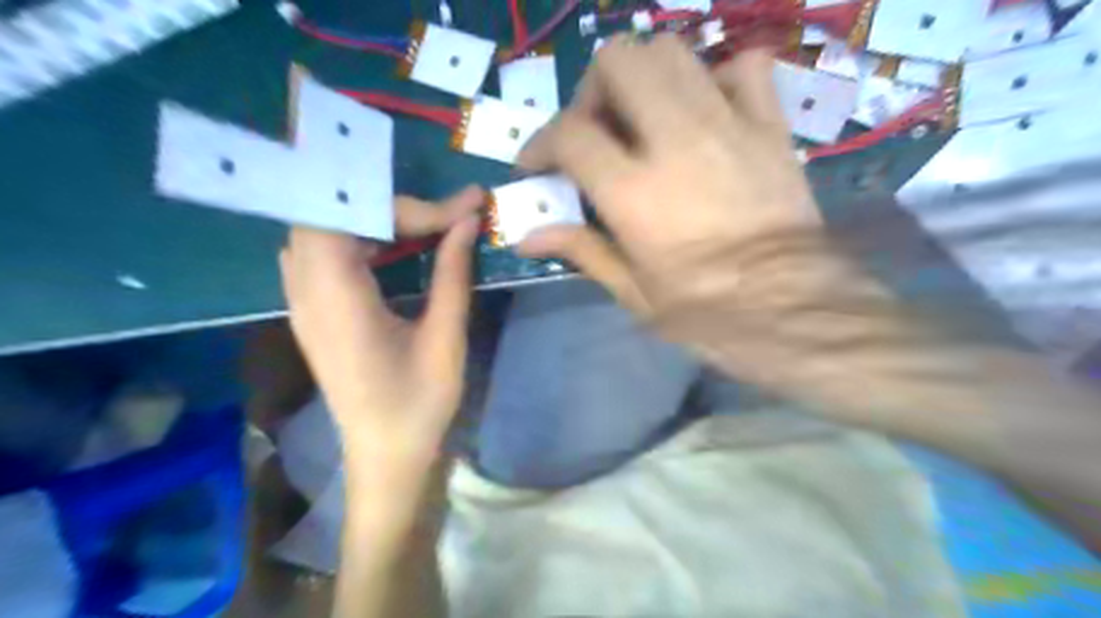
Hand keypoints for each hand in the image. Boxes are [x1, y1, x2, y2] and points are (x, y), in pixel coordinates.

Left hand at [279, 185, 483, 468]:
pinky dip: (359, 238)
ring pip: (323, 231)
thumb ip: (452, 274)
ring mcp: (303, 303)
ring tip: (423, 227)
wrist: (385, 454)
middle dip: (389, 207)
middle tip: (441, 218)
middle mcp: (306, 294)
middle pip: (329, 216)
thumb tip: (468, 221)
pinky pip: (323, 253)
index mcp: (337, 302)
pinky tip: (392, 249)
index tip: (459, 212)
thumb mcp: (445, 338)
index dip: (402, 204)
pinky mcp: (312, 312)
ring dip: (372, 220)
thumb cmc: (419, 403)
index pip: (347, 217)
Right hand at [516, 39, 814, 316]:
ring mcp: (728, 125)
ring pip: (672, 51)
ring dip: (643, 77)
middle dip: (593, 90)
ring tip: (642, 119)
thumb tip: (527, 237)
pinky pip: (743, 67)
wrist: (797, 312)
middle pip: (619, 61)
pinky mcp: (770, 127)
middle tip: (596, 131)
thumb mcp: (634, 292)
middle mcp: (675, 141)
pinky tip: (705, 112)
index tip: (537, 165)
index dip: (539, 144)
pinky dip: (714, 77)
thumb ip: (581, 250)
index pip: (568, 133)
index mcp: (633, 192)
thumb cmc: (708, 315)